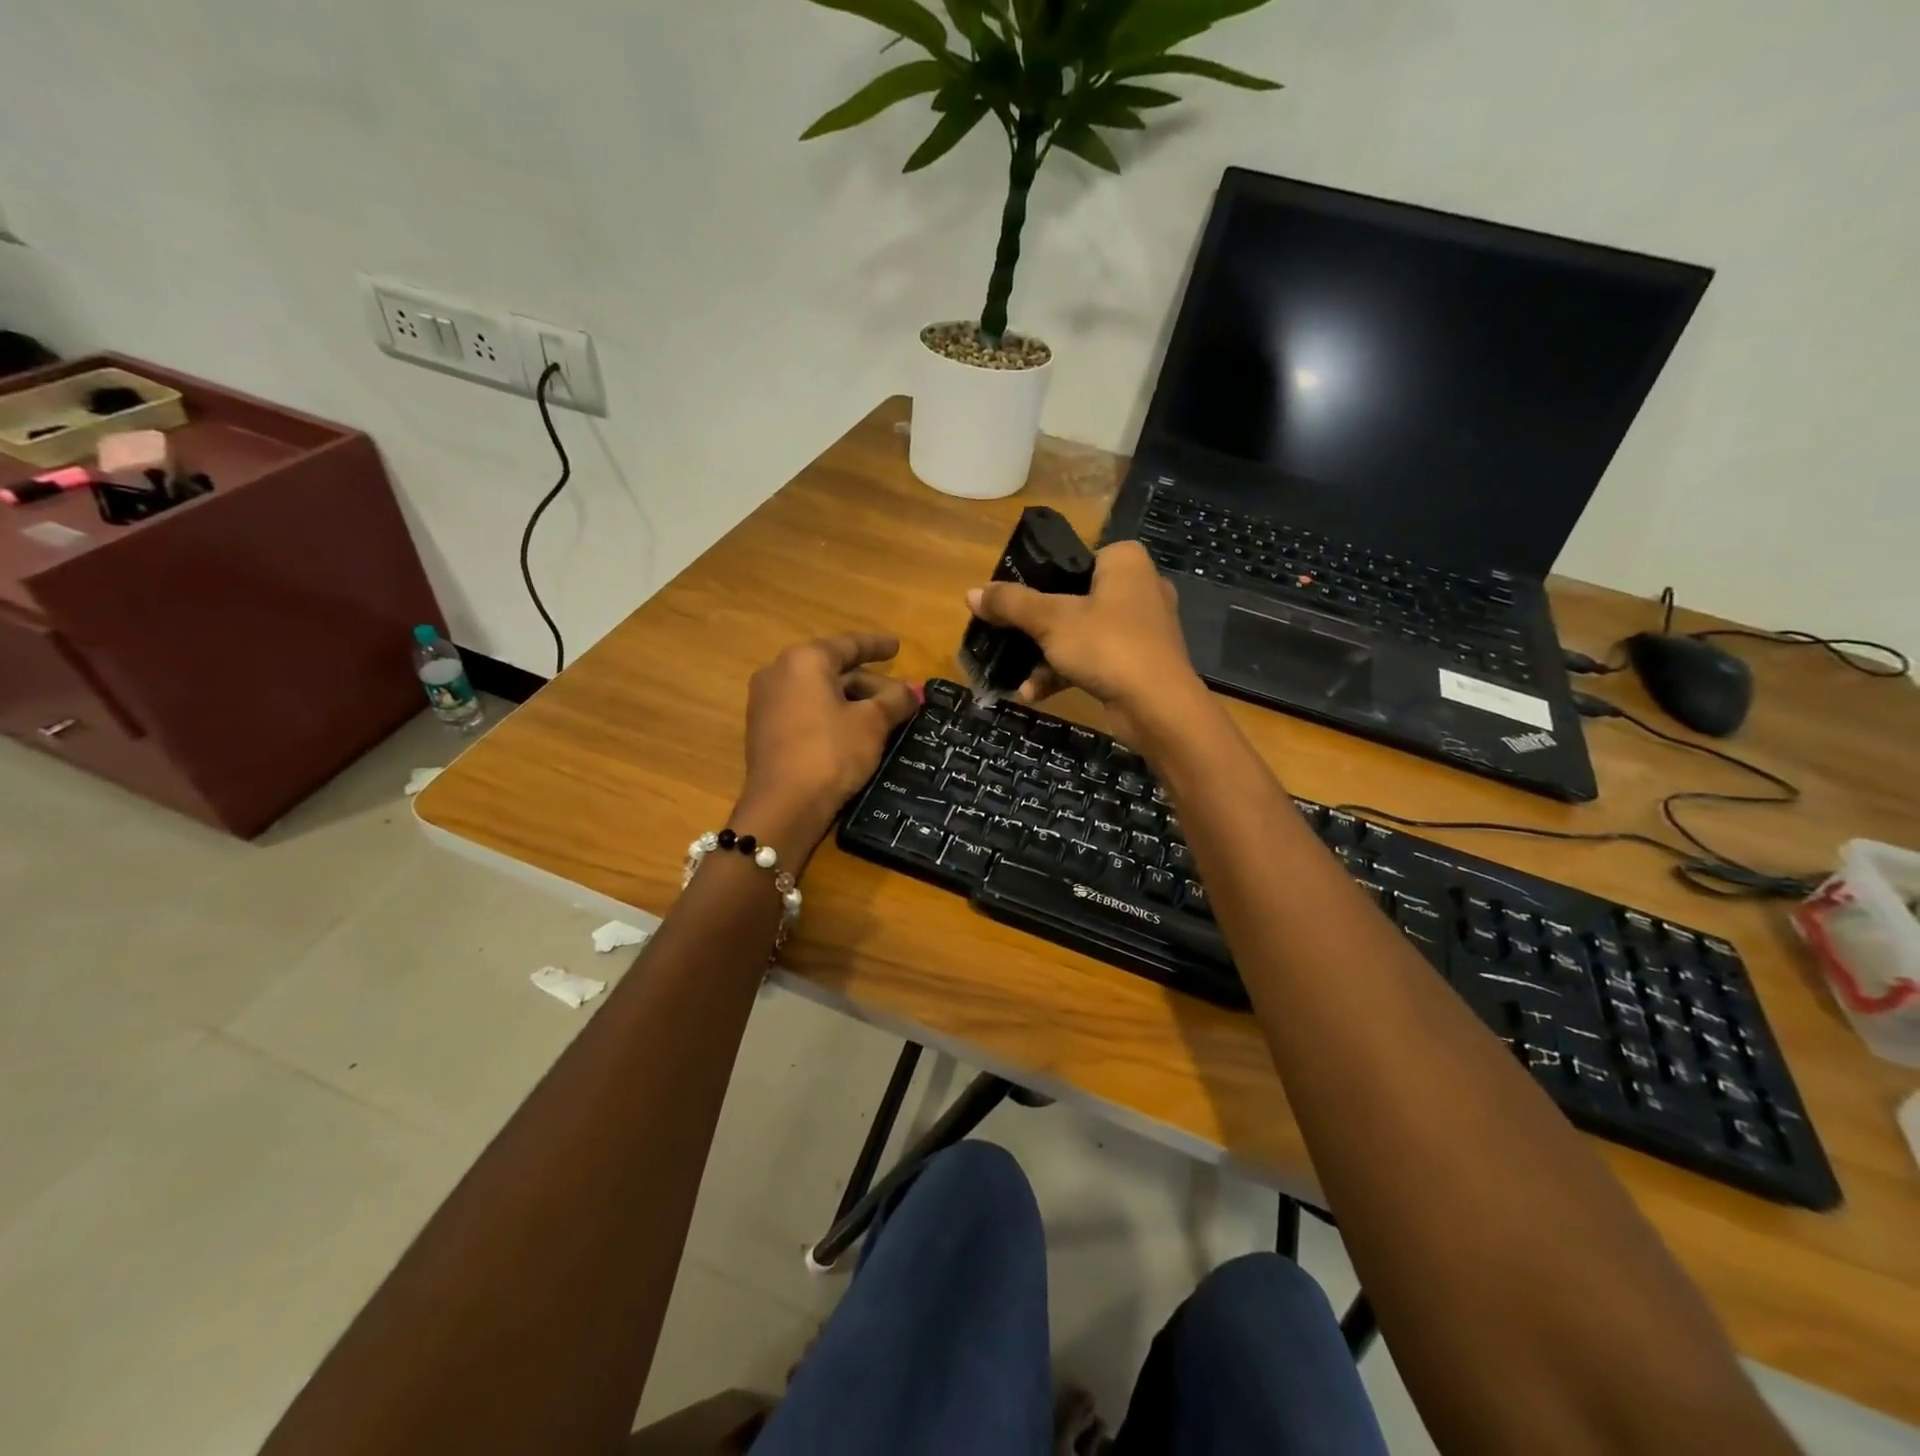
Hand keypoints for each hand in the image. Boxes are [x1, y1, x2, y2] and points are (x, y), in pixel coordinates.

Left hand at [733, 633, 919, 860]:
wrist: (783, 806)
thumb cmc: (831, 752)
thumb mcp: (872, 723)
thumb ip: (895, 700)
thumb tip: (913, 691)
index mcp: (804, 660)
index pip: (849, 645)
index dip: (877, 646)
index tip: (897, 646)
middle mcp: (779, 672)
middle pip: (833, 670)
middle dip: (869, 683)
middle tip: (899, 697)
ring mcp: (766, 702)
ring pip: (819, 692)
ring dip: (851, 701)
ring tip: (883, 717)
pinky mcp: (764, 730)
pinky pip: (805, 711)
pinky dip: (831, 715)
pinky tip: (854, 732)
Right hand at [968, 541, 1211, 748]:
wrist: (1157, 706)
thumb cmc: (1106, 645)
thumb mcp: (1050, 620)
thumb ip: (1010, 604)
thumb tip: (970, 594)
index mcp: (1125, 561)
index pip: (1074, 557)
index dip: (1040, 578)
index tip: (1013, 601)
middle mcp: (1139, 587)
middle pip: (1073, 598)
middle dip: (1037, 626)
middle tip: (1008, 636)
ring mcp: (1142, 628)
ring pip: (1081, 633)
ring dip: (1046, 656)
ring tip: (1016, 676)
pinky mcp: (1140, 662)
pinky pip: (1094, 660)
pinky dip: (1066, 673)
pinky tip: (1034, 693)